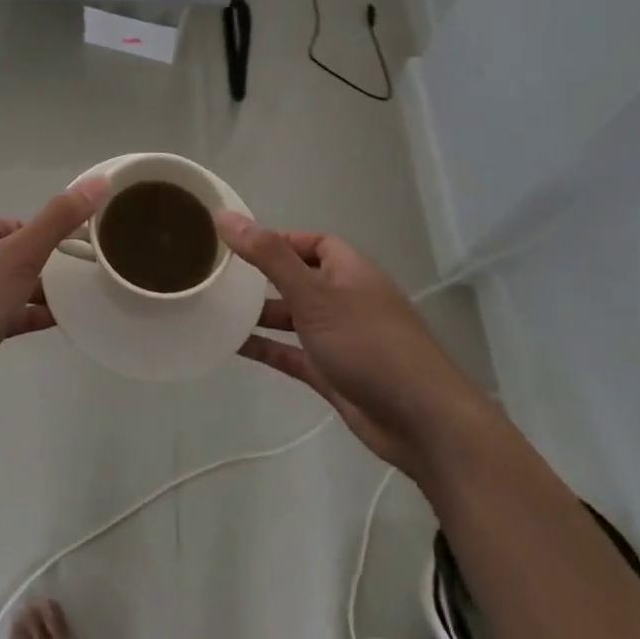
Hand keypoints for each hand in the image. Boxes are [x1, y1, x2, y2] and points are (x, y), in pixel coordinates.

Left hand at [0, 178, 108, 429]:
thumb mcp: (20, 256)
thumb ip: (59, 219)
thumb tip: (98, 180)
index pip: (14, 224)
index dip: (44, 238)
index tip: (72, 256)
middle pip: (10, 255)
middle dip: (41, 268)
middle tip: (75, 283)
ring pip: (3, 287)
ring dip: (34, 294)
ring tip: (72, 304)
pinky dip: (21, 317)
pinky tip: (50, 326)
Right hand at [218, 215, 486, 472]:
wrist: (422, 422)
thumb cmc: (368, 343)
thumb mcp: (313, 293)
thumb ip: (268, 256)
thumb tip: (225, 216)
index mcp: (348, 270)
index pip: (311, 242)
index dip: (278, 240)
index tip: (238, 245)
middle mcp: (344, 299)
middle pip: (299, 278)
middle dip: (263, 277)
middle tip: (220, 275)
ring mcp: (340, 338)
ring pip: (294, 318)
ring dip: (261, 314)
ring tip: (217, 308)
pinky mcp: (333, 374)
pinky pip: (292, 353)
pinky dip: (267, 348)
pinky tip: (233, 346)